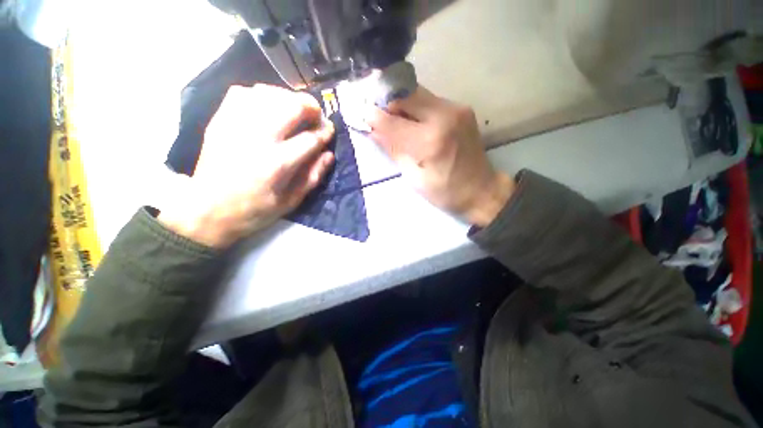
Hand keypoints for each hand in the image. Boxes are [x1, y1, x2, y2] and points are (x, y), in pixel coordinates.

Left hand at [159, 85, 334, 247]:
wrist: (206, 211)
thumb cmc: (253, 211)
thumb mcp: (290, 202)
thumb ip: (313, 177)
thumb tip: (328, 155)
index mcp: (278, 164)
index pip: (310, 139)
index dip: (325, 132)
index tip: (330, 130)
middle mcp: (258, 139)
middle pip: (291, 107)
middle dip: (310, 107)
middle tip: (316, 114)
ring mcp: (236, 126)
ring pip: (268, 94)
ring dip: (288, 97)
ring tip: (295, 107)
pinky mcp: (220, 121)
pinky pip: (243, 93)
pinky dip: (261, 94)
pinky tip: (269, 105)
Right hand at [366, 86, 513, 226]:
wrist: (482, 190)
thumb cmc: (445, 192)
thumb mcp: (414, 178)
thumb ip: (394, 150)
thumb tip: (373, 131)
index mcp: (431, 141)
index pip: (393, 121)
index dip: (374, 117)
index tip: (361, 114)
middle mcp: (444, 116)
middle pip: (406, 95)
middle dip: (387, 101)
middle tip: (376, 113)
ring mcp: (456, 109)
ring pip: (418, 94)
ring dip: (400, 103)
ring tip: (392, 117)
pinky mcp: (461, 108)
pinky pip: (430, 100)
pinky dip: (415, 107)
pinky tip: (411, 121)